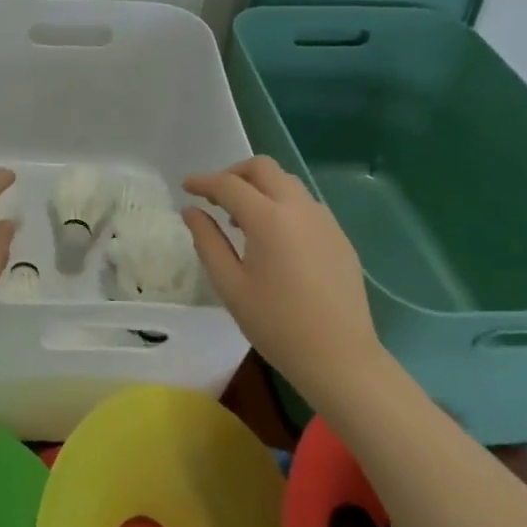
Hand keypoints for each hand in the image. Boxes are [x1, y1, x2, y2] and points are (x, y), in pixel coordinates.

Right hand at [183, 157, 385, 387]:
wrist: (340, 358)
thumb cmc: (277, 325)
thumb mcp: (230, 285)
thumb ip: (208, 241)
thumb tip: (191, 211)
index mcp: (269, 219)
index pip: (229, 184)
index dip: (203, 181)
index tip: (186, 187)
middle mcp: (299, 208)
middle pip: (263, 168)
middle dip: (234, 173)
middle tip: (215, 197)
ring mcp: (324, 220)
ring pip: (286, 183)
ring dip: (259, 187)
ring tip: (242, 219)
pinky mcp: (339, 236)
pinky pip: (305, 204)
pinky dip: (281, 205)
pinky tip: (274, 238)